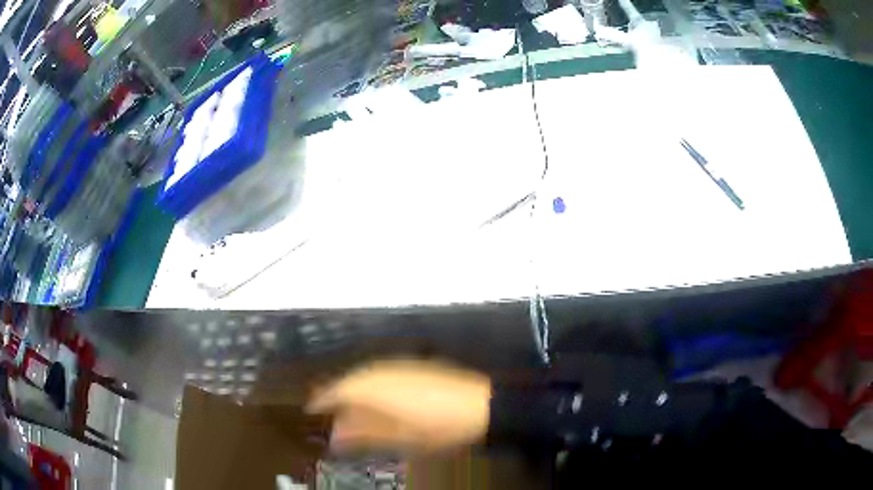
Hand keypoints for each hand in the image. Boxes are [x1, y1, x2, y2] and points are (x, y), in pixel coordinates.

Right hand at [307, 359, 490, 452]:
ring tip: (349, 406)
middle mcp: (383, 370)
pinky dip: (373, 384)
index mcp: (374, 386)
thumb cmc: (436, 426)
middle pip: (350, 379)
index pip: (337, 389)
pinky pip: (383, 372)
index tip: (311, 408)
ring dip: (354, 388)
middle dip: (336, 393)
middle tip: (327, 407)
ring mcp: (400, 365)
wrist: (481, 406)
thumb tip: (336, 434)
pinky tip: (377, 397)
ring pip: (366, 373)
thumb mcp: (398, 436)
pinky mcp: (415, 365)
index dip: (321, 398)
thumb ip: (364, 433)